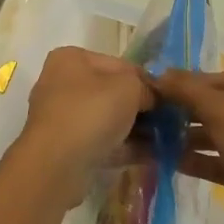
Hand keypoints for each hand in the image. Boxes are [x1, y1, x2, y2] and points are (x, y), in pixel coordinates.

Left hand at [15, 47, 154, 207]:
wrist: (56, 165)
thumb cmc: (92, 112)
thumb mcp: (129, 87)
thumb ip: (145, 86)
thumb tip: (151, 98)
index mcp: (71, 59)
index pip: (119, 64)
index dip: (145, 80)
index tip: (166, 98)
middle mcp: (61, 83)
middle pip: (111, 92)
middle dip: (140, 108)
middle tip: (167, 121)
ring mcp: (61, 118)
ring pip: (107, 119)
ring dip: (134, 129)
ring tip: (164, 141)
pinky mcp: (64, 148)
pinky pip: (101, 142)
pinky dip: (123, 148)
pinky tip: (151, 157)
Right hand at [153, 70, 223, 223]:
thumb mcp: (223, 113)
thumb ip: (190, 91)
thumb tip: (160, 74)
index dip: (192, 83)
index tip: (160, 87)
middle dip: (191, 112)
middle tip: (156, 115)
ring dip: (194, 137)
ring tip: (158, 138)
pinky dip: (205, 159)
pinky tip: (174, 161)